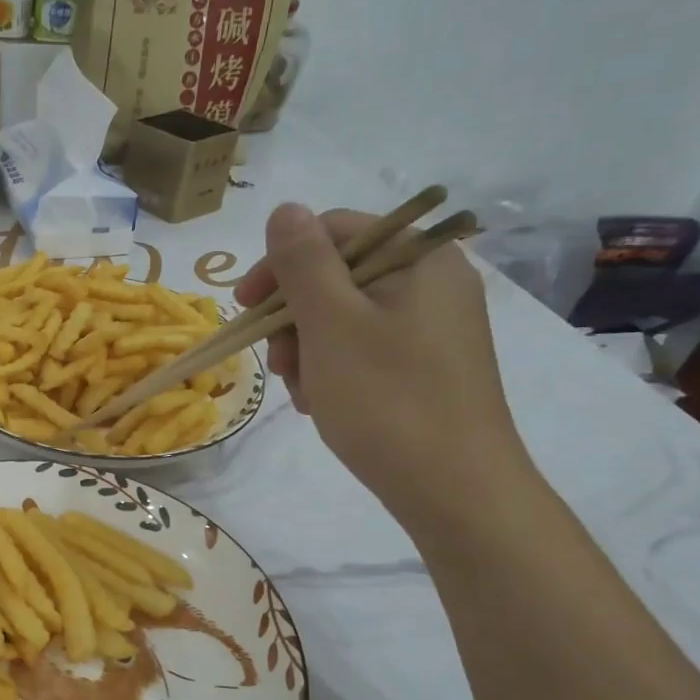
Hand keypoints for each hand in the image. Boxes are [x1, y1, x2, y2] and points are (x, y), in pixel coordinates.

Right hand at [235, 203, 531, 527]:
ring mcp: (433, 327)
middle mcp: (433, 283)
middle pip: (337, 276)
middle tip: (278, 362)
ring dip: (308, 349)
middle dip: (294, 317)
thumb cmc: (387, 398)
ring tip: (303, 392)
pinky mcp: (427, 365)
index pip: (334, 231)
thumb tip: (284, 210)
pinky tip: (323, 403)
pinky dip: (333, 370)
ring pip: (344, 317)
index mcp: (420, 258)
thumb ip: (302, 261)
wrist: (454, 489)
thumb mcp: (331, 323)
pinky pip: (364, 348)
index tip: (245, 307)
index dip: (281, 263)